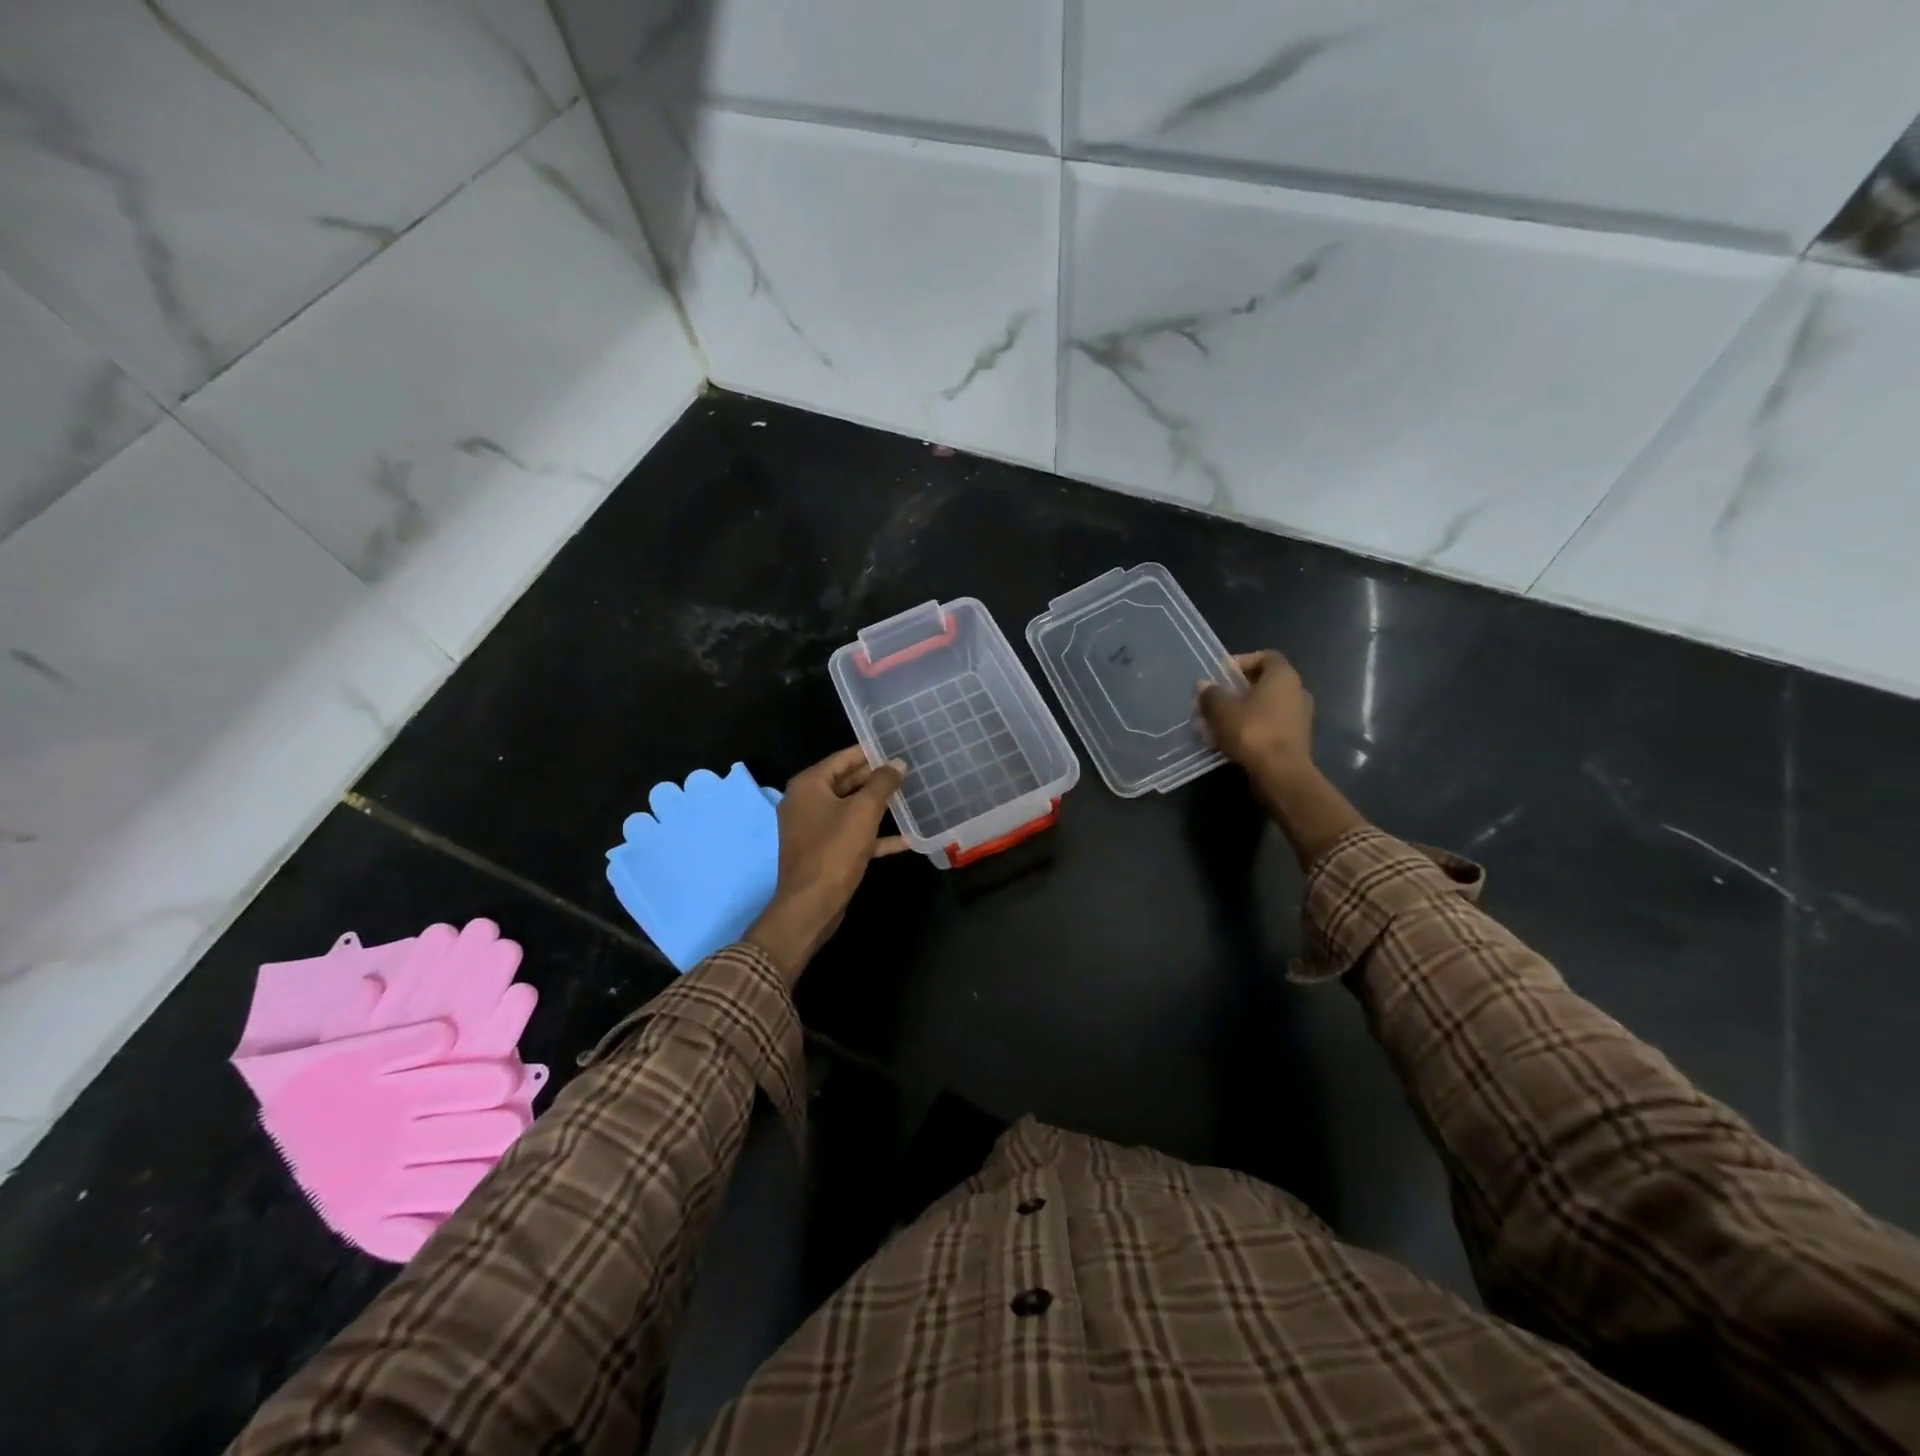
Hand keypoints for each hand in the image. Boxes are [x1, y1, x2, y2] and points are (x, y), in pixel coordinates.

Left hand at [746, 746, 908, 982]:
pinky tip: (906, 839)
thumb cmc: (834, 851)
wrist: (810, 906)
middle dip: (877, 779)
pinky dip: (875, 836)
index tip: (898, 748)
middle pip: (847, 782)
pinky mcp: (824, 852)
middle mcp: (806, 802)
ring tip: (911, 798)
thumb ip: (882, 783)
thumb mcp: (863, 812)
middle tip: (909, 772)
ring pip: (851, 810)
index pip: (843, 758)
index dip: (871, 753)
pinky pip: (852, 835)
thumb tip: (897, 763)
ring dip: (878, 807)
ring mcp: (814, 829)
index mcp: (809, 785)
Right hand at [1196, 650, 1316, 791]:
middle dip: (1236, 690)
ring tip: (1215, 723)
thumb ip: (1211, 694)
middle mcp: (1297, 692)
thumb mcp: (1222, 710)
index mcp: (1284, 677)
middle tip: (1213, 700)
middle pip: (1263, 683)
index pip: (1266, 657)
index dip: (1242, 661)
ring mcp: (1299, 717)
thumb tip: (1204, 685)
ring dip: (1240, 711)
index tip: (1221, 674)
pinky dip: (1250, 728)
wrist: (1280, 773)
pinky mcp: (1295, 739)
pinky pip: (1269, 725)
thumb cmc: (1252, 731)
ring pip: (1264, 706)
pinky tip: (1228, 740)